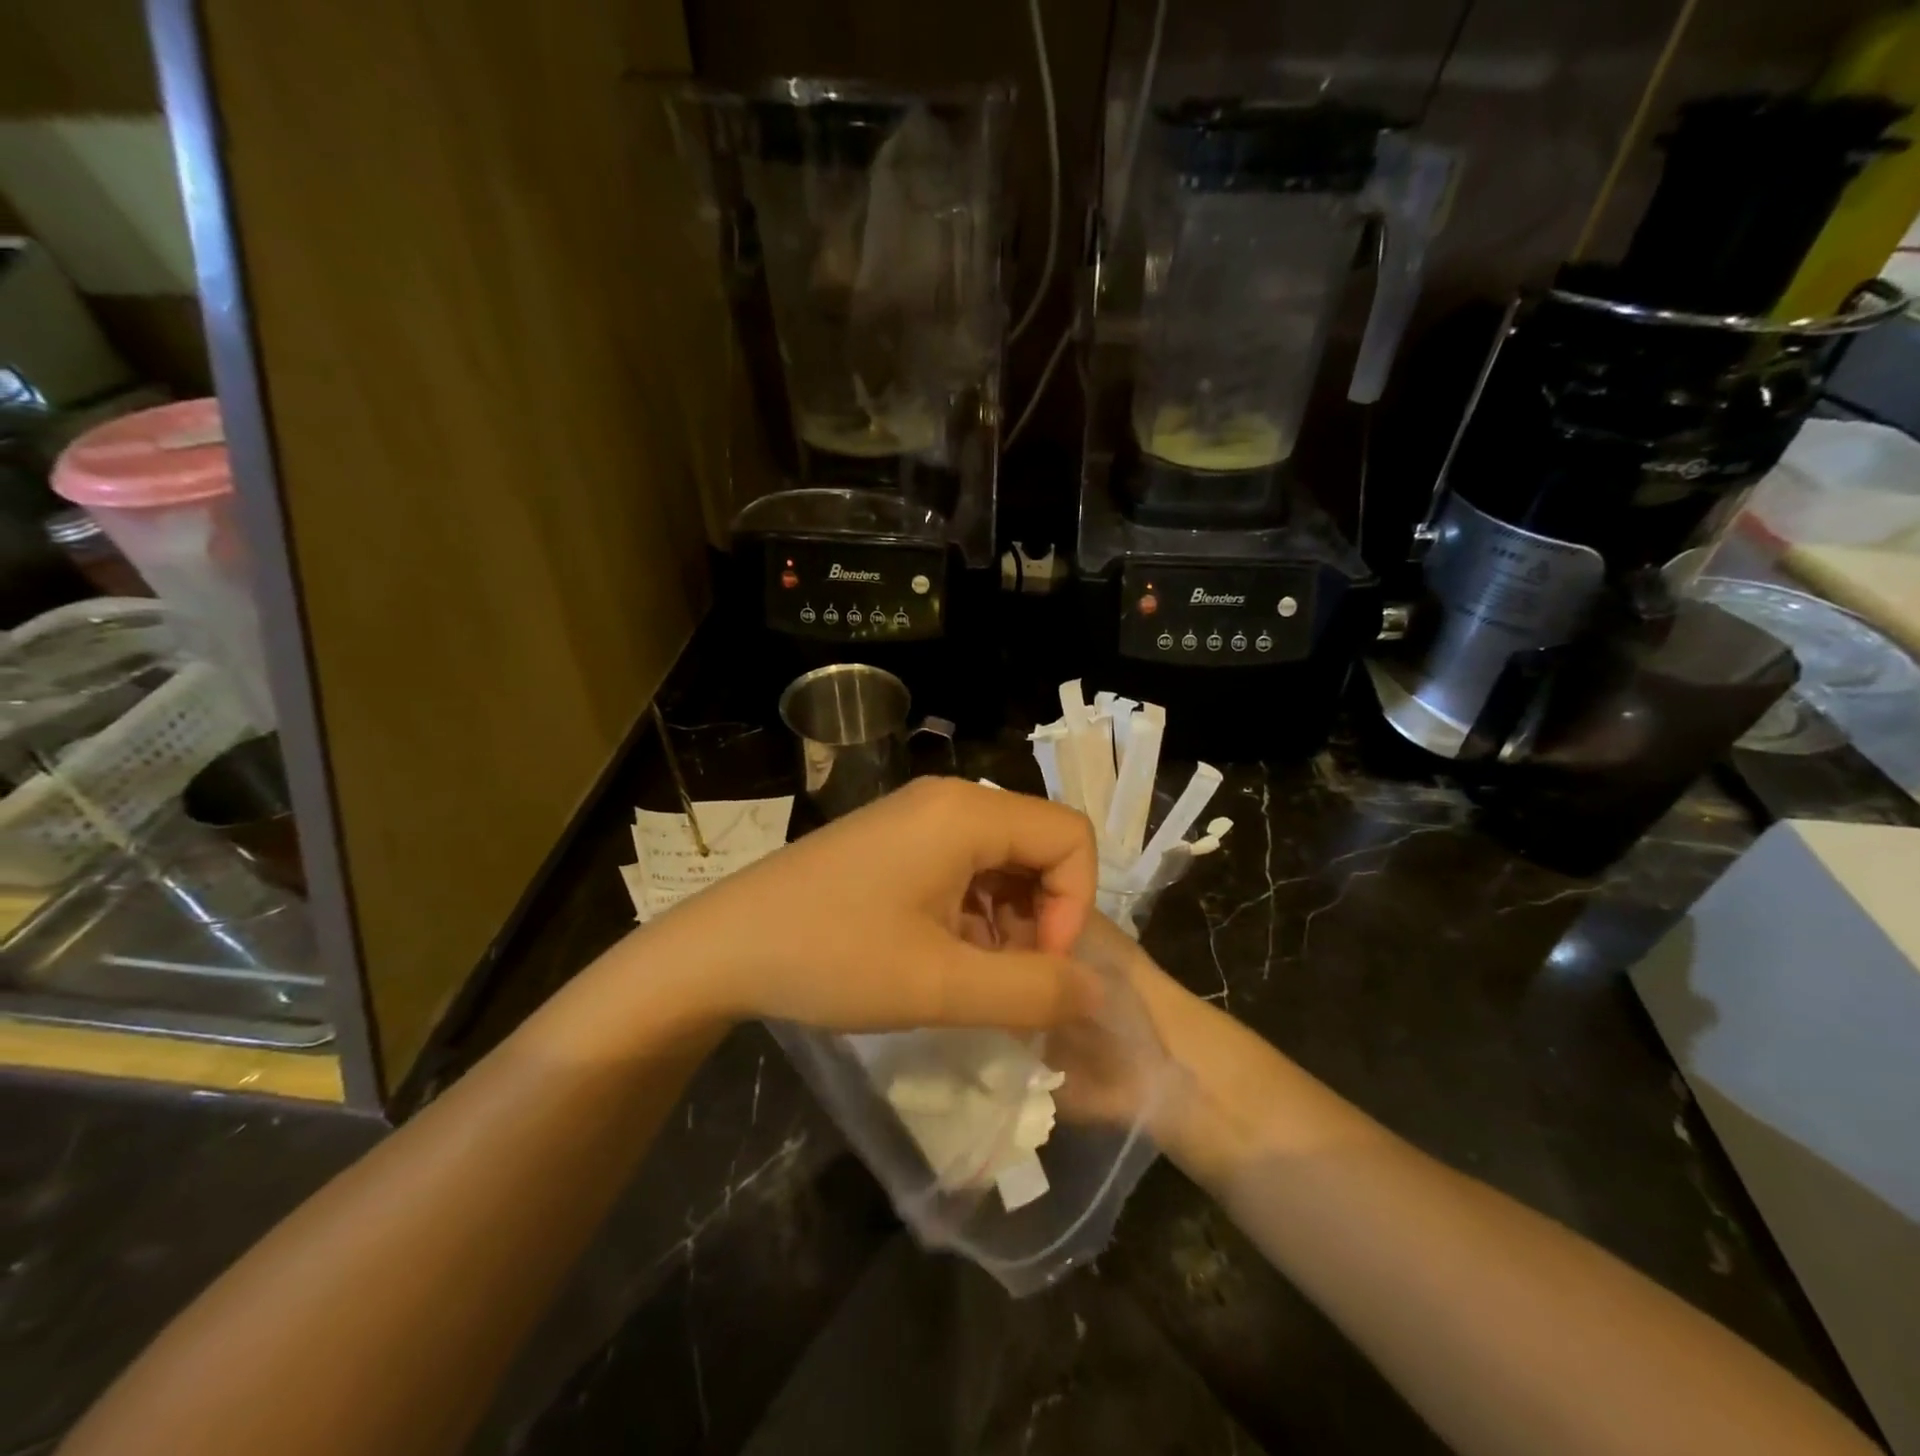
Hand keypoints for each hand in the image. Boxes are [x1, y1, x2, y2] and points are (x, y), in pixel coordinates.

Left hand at [650, 779, 1103, 1032]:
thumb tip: (1099, 990)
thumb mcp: (939, 985)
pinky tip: (945, 957)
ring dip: (1009, 919)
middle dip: (1043, 915)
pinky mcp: (895, 840)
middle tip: (1009, 980)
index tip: (1038, 966)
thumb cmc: (831, 957)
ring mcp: (917, 817)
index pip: (1069, 837)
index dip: (1073, 905)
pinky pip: (964, 865)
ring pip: (1002, 859)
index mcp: (966, 812)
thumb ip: (1032, 990)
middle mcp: (948, 799)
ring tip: (974, 977)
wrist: (721, 948)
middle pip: (1038, 845)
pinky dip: (975, 912)